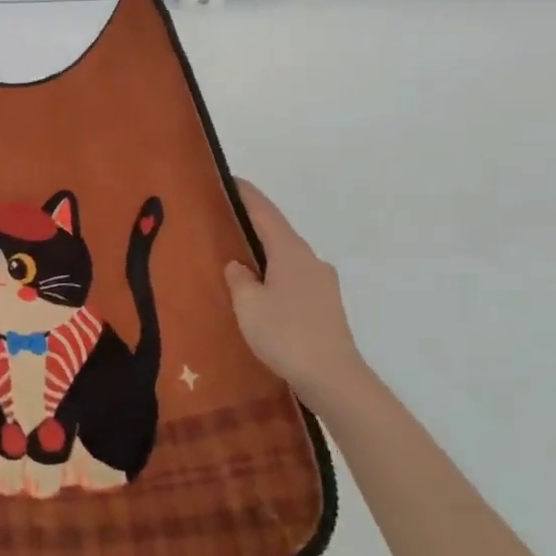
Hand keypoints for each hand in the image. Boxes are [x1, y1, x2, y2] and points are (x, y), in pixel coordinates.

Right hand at [223, 180, 370, 402]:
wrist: (333, 378)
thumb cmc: (286, 334)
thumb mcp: (248, 305)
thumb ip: (239, 279)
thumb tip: (239, 265)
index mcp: (290, 251)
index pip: (264, 212)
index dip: (245, 194)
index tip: (228, 178)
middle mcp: (310, 259)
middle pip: (277, 233)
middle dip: (251, 227)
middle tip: (221, 224)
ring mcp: (322, 283)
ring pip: (285, 259)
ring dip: (263, 257)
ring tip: (236, 263)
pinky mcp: (325, 306)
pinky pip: (293, 280)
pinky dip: (274, 278)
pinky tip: (259, 296)